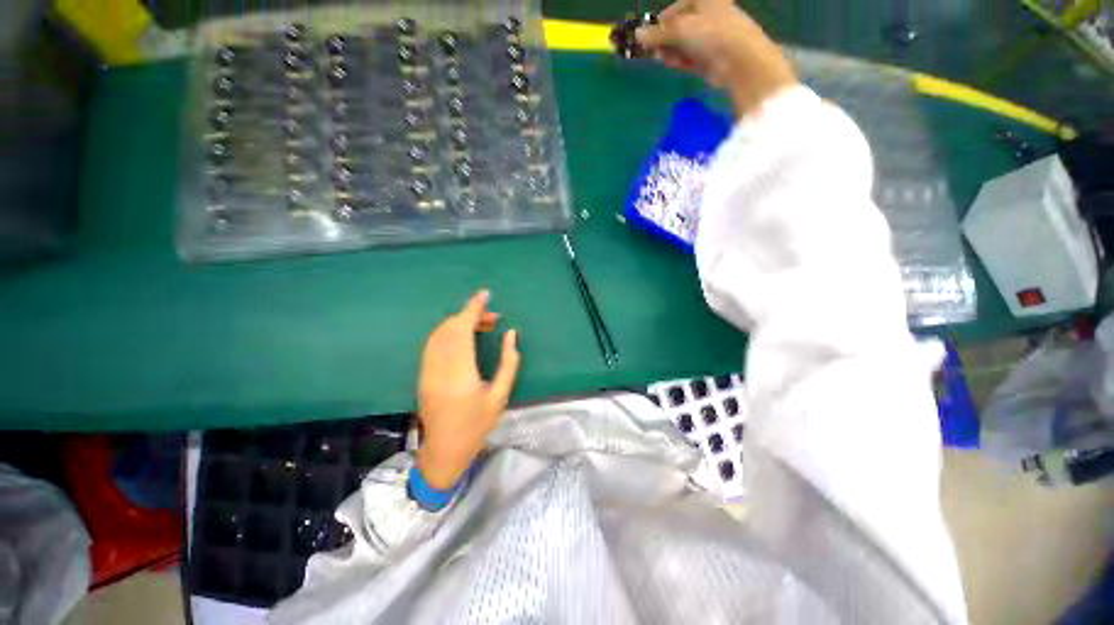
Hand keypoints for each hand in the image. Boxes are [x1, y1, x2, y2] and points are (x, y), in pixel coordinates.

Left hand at [416, 290, 519, 489]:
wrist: (445, 451)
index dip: (473, 309)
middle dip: (470, 315)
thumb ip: (509, 362)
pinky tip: (464, 336)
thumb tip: (511, 334)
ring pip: (439, 334)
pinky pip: (433, 344)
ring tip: (482, 325)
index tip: (484, 295)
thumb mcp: (501, 396)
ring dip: (459, 323)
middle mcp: (438, 369)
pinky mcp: (423, 374)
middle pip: (449, 328)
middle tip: (493, 317)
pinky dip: (449, 332)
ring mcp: (426, 371)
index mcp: (460, 375)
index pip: (462, 330)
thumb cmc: (477, 426)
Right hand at [636, 0, 796, 117]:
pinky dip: (681, 59)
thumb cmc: (710, 34)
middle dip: (666, 38)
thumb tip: (637, 34)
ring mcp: (712, 37)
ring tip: (659, 59)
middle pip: (681, 26)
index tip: (648, 35)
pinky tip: (671, 64)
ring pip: (686, 43)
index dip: (662, 21)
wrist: (739, 60)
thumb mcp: (679, 30)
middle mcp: (709, 15)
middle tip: (653, 50)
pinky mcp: (712, 57)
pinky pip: (692, 56)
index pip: (677, 8)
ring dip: (671, 51)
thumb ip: (657, 34)